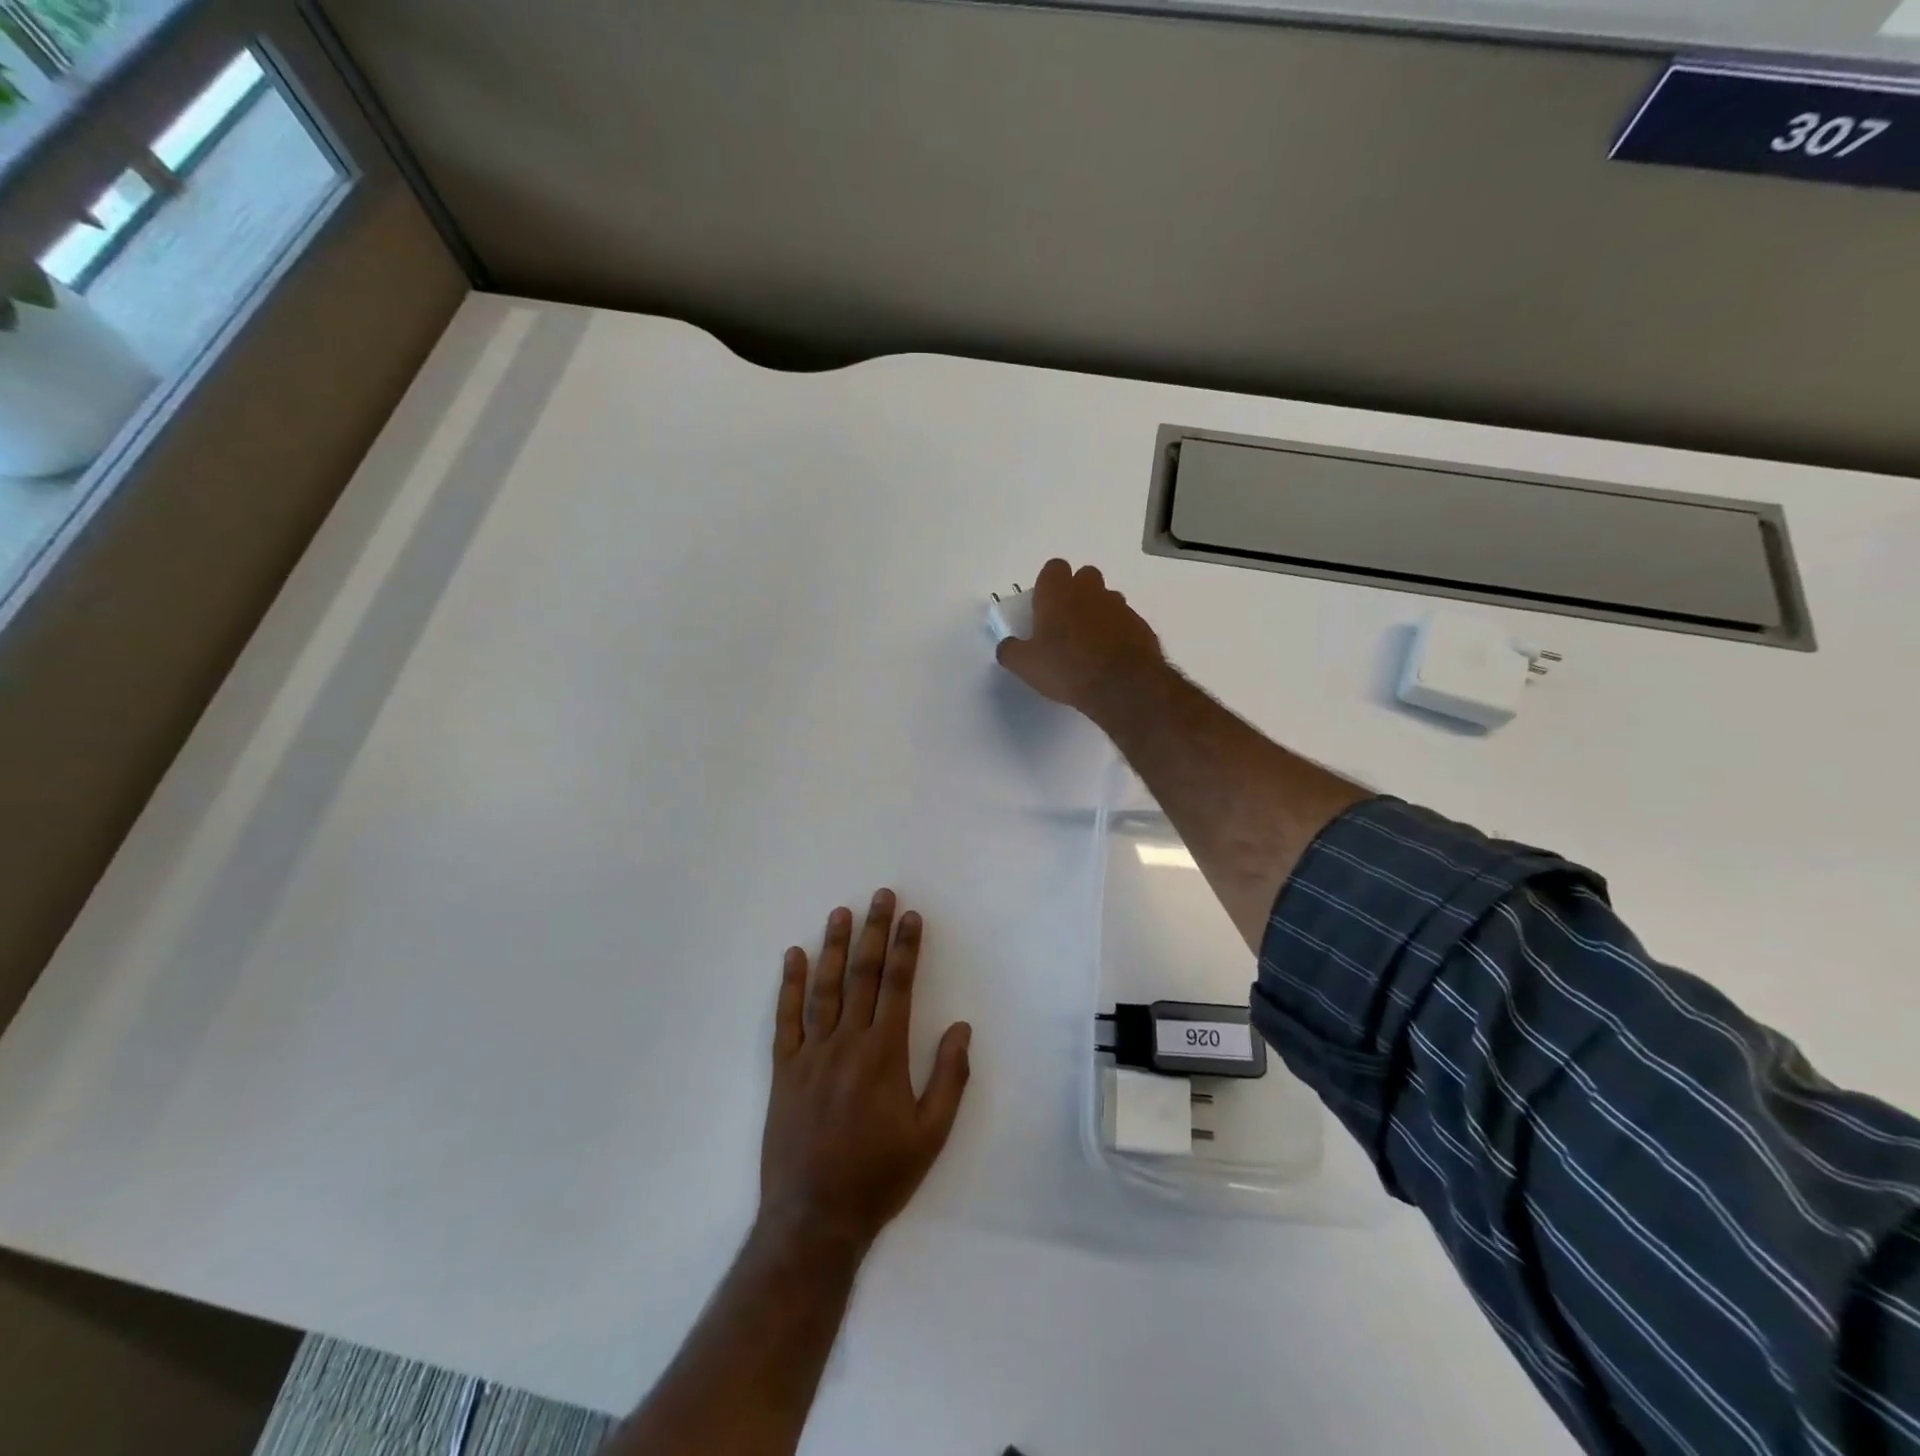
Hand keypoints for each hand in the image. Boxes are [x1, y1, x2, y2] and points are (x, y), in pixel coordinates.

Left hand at [759, 891, 970, 1253]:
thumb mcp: (931, 1135)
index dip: (906, 947)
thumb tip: (961, 1027)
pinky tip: (793, 957)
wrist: (815, 1218)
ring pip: (825, 988)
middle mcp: (847, 1043)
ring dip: (834, 946)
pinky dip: (790, 985)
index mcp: (884, 1054)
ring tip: (841, 912)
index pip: (898, 986)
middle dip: (874, 932)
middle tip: (881, 896)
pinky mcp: (784, 1070)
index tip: (911, 916)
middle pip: (863, 975)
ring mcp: (811, 1053)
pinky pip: (786, 1018)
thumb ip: (949, 1078)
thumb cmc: (880, 1176)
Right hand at [995, 559, 1165, 717]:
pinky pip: (1124, 621)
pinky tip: (1109, 658)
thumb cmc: (1066, 667)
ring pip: (1105, 598)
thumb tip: (1007, 646)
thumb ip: (1010, 651)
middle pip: (1083, 577)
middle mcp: (1090, 590)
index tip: (1043, 607)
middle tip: (1065, 624)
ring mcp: (1119, 605)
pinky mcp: (1140, 624)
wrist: (1123, 686)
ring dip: (1097, 613)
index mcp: (1058, 592)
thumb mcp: (1025, 665)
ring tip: (1089, 644)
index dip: (1048, 585)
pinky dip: (1116, 632)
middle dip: (1075, 593)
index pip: (1053, 568)